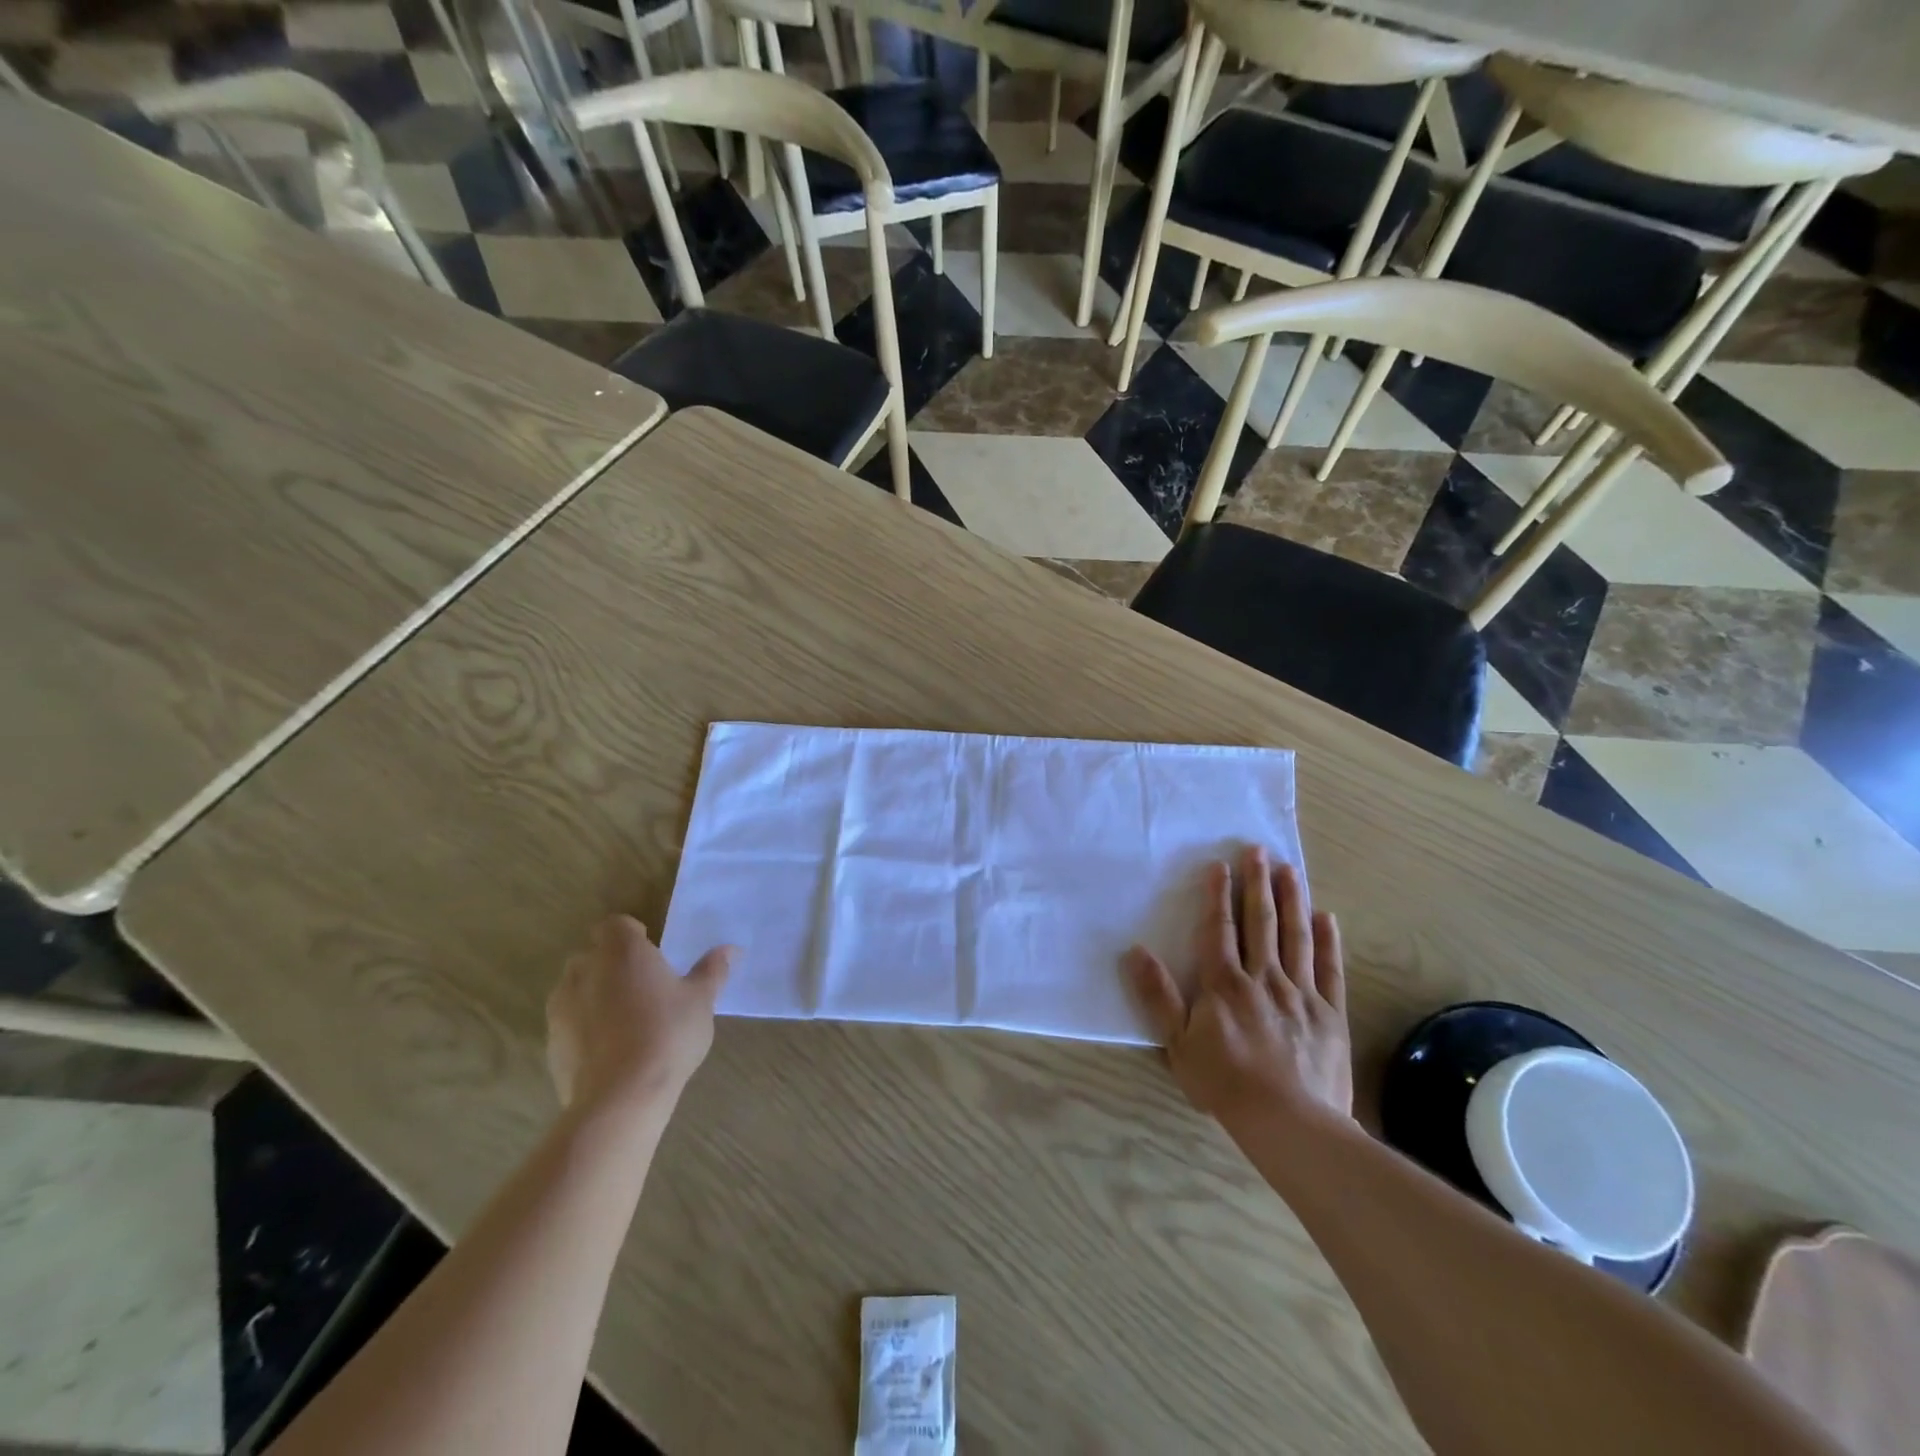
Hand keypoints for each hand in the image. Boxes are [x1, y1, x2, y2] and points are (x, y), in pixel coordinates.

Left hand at [546, 916, 735, 1116]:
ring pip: (577, 988)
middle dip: (613, 965)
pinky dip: (585, 1028)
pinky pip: (569, 1023)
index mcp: (622, 951)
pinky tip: (610, 1051)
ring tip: (625, 1022)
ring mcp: (561, 1007)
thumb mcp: (701, 1000)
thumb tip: (731, 949)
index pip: (617, 924)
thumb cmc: (667, 1034)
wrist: (620, 1097)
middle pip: (594, 955)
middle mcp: (585, 970)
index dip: (633, 935)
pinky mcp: (551, 1043)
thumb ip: (712, 970)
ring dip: (595, 995)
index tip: (652, 955)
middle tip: (644, 988)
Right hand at [1124, 850, 1351, 1133]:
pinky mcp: (1330, 1014)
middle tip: (1258, 850)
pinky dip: (1327, 943)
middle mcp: (1263, 977)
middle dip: (1257, 884)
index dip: (1218, 895)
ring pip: (1296, 937)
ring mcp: (1301, 993)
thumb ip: (1158, 995)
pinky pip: (1329, 970)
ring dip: (1292, 900)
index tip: (1220, 865)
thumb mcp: (1178, 1043)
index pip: (1219, 929)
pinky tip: (1326, 918)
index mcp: (1225, 983)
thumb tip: (1134, 951)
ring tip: (1290, 870)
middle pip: (1260, 922)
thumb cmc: (1226, 1083)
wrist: (1290, 1123)